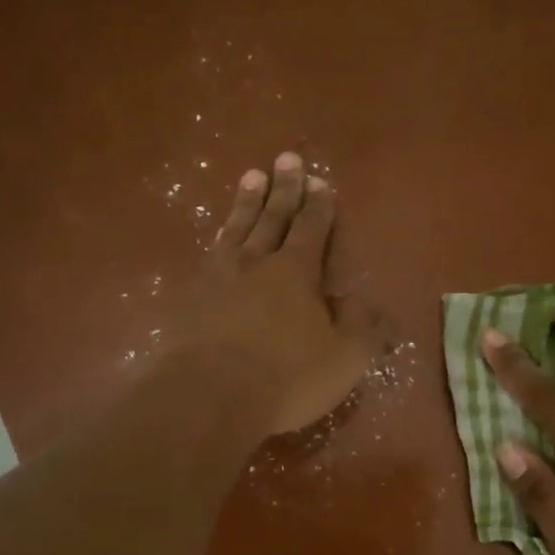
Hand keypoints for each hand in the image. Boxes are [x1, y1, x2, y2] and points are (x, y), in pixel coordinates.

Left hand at [176, 153, 373, 435]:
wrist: (207, 395)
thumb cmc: (286, 377)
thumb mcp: (343, 358)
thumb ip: (361, 328)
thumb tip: (366, 303)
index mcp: (296, 272)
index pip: (312, 228)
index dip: (318, 205)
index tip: (319, 181)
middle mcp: (256, 262)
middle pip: (273, 217)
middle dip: (284, 188)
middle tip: (286, 159)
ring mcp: (217, 277)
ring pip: (237, 228)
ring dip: (247, 202)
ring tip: (252, 176)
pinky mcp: (189, 297)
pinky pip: (209, 254)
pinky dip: (218, 237)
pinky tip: (218, 235)